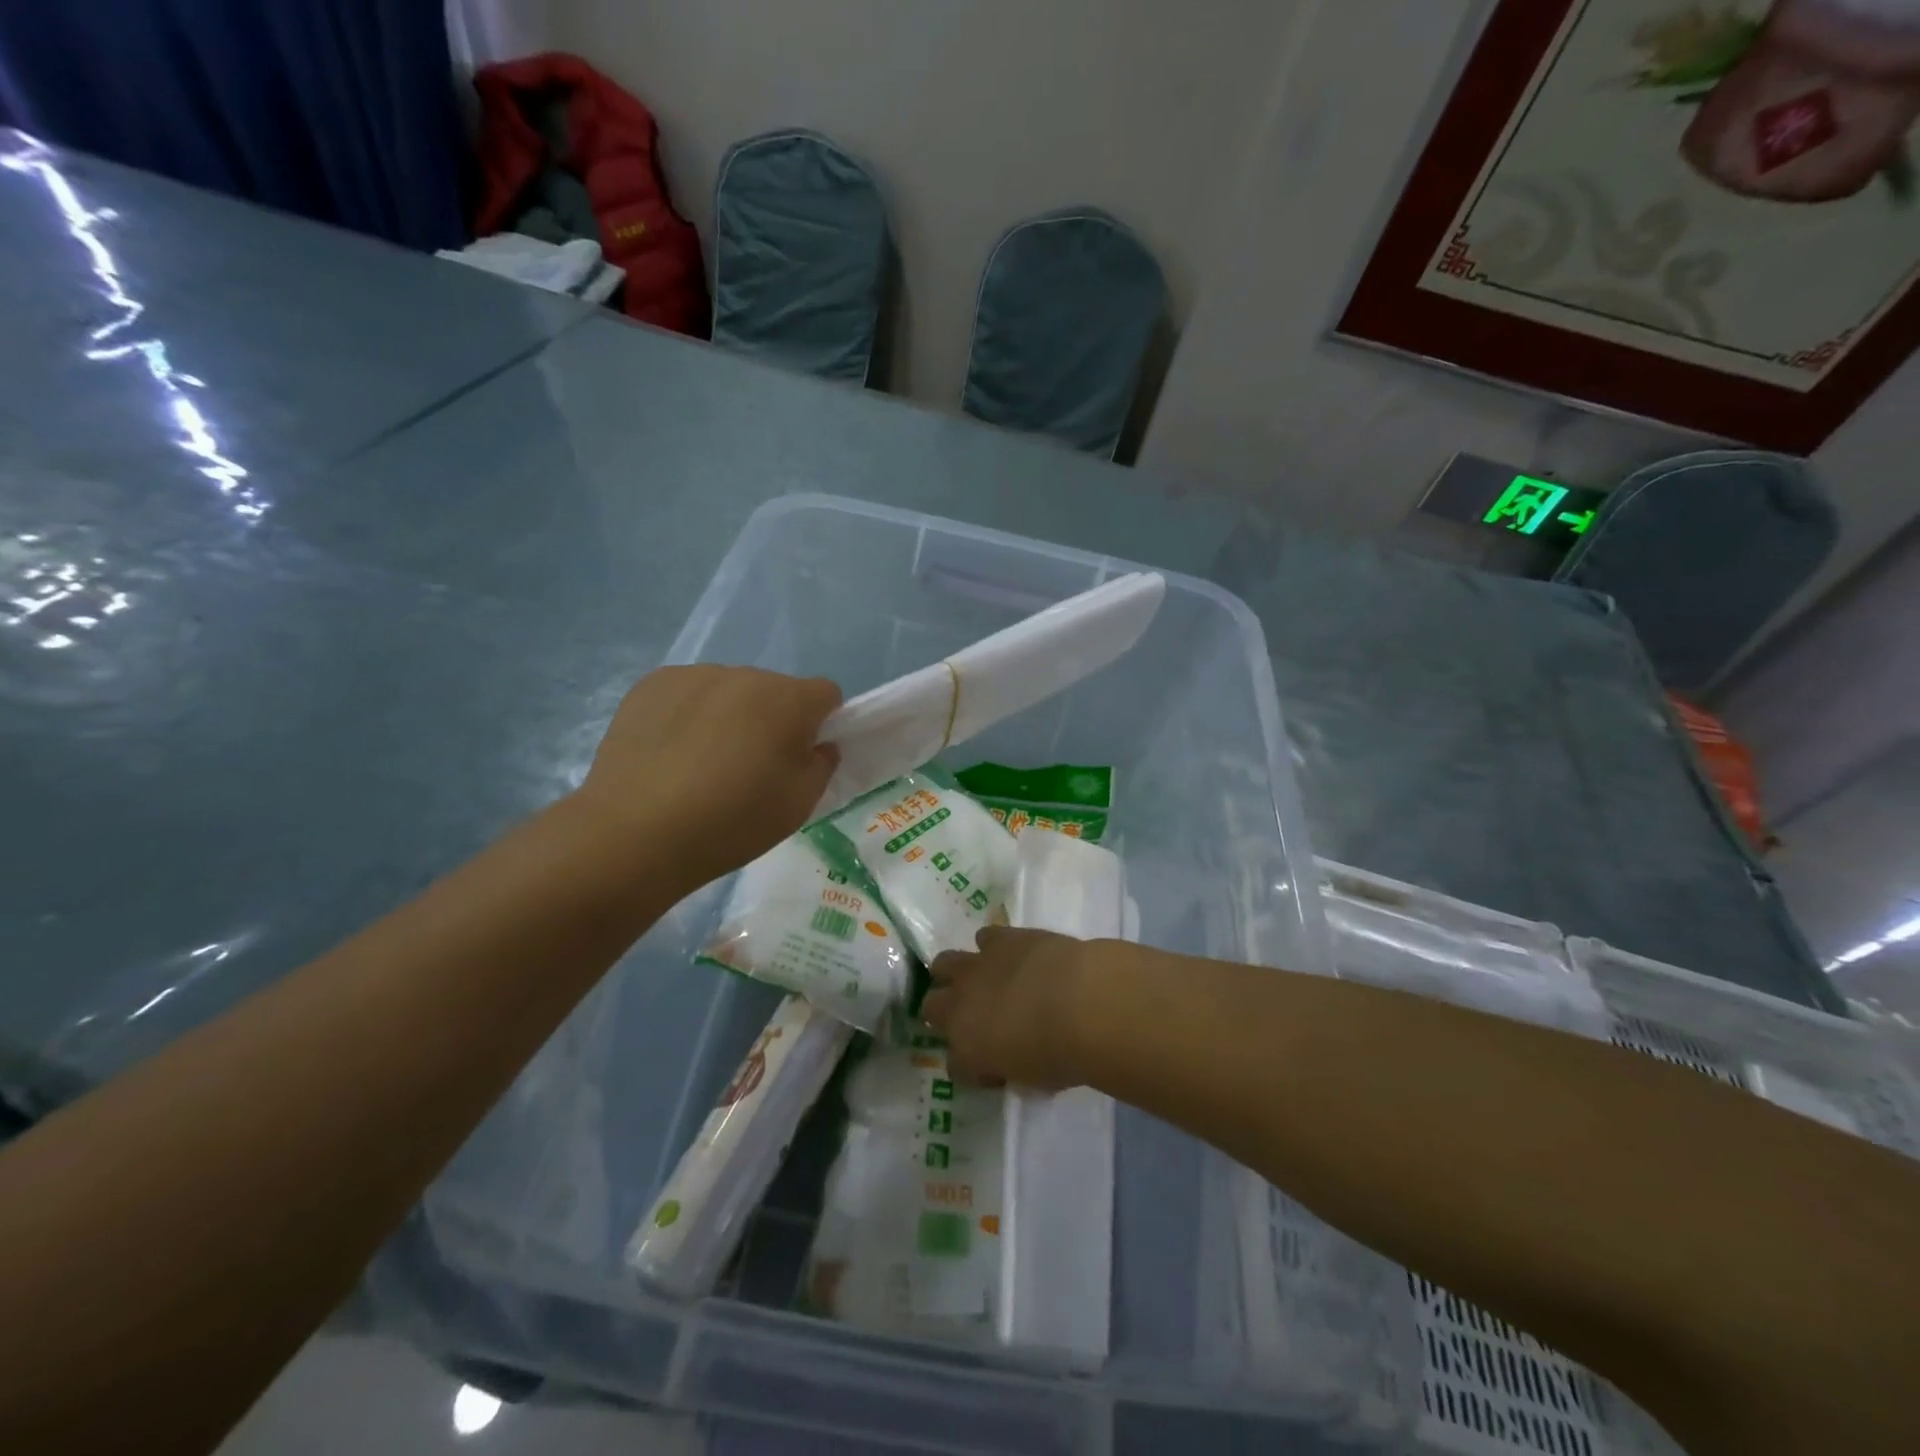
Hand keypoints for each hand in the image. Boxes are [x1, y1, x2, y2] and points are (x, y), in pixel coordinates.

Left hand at [574, 666, 841, 892]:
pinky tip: (671, 754)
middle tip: (751, 767)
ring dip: (730, 715)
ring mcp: (694, 675)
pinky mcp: (652, 685)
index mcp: (789, 699)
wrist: (636, 832)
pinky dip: (689, 715)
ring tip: (703, 763)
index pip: (825, 694)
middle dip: (772, 719)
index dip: (821, 723)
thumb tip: (817, 743)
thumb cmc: (733, 821)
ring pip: (729, 691)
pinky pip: (688, 694)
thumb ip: (821, 764)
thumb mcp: (800, 804)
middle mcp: (745, 675)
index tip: (801, 757)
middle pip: (775, 690)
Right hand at [922, 927, 1093, 1089]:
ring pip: (943, 964)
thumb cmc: (1061, 1054)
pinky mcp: (999, 939)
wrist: (1081, 1003)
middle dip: (946, 1013)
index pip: (954, 1065)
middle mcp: (960, 1007)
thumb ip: (1015, 1070)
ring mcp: (976, 967)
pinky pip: (983, 937)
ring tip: (979, 978)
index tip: (993, 1067)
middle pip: (931, 1007)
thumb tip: (1013, 1065)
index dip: (973, 1066)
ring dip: (956, 973)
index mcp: (967, 1051)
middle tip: (973, 1017)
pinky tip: (1010, 953)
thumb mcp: (1034, 1081)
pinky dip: (993, 946)